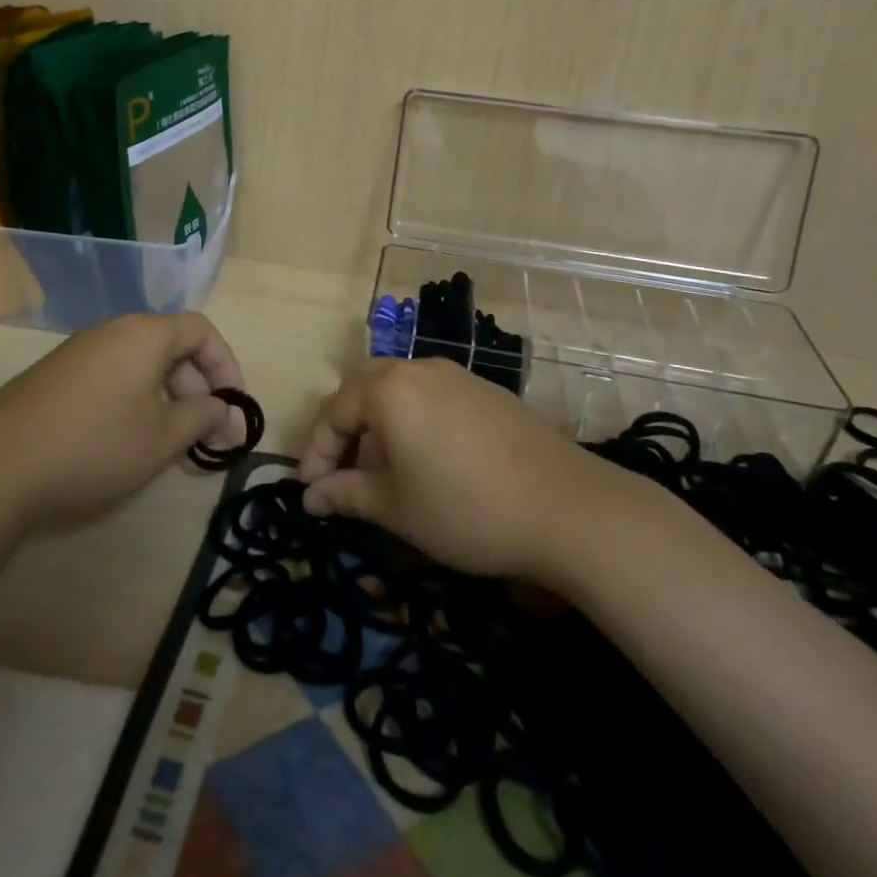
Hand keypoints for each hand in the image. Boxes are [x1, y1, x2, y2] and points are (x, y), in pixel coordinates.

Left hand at [0, 312, 246, 533]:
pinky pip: (113, 374)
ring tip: (170, 439)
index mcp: (144, 334)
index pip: (201, 330)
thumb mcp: (161, 438)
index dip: (226, 365)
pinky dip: (135, 398)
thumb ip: (201, 417)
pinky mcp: (57, 374)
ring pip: (141, 362)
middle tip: (205, 431)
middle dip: (198, 385)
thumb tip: (221, 407)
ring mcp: (80, 351)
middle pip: (171, 345)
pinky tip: (128, 437)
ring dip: (167, 395)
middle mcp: (113, 331)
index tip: (233, 405)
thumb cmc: (94, 445)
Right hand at [297, 358, 650, 582]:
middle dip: (345, 430)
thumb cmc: (465, 508)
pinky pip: (431, 396)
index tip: (309, 493)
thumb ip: (346, 495)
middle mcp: (418, 368)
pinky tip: (427, 462)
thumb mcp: (396, 508)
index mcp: (389, 389)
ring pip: (398, 390)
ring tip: (383, 473)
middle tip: (341, 474)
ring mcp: (456, 375)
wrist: (566, 507)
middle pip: (363, 388)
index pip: (334, 412)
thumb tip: (310, 496)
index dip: (316, 453)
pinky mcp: (485, 391)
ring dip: (378, 425)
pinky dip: (412, 422)